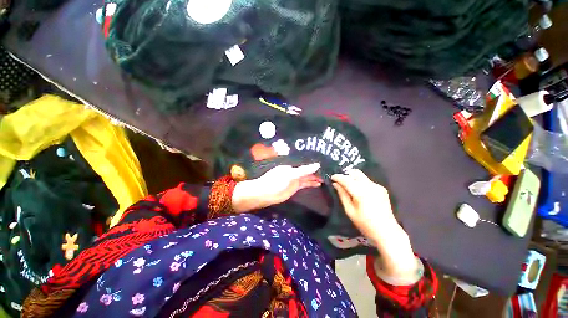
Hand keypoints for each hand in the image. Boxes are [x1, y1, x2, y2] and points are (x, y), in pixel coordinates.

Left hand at [232, 163, 321, 212]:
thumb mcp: (290, 174)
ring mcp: (295, 179)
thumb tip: (317, 165)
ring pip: (307, 177)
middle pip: (307, 170)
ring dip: (315, 177)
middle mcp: (294, 171)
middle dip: (316, 171)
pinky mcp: (295, 187)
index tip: (325, 163)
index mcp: (292, 165)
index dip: (314, 163)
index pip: (305, 163)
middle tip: (328, 171)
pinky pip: (305, 184)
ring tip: (326, 178)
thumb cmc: (276, 181)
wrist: (265, 194)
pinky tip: (318, 183)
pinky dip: (311, 183)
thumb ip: (304, 170)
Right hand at [331, 169, 398, 243]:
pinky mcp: (382, 189)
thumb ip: (342, 195)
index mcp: (360, 192)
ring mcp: (377, 186)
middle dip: (346, 174)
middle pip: (355, 172)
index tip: (332, 177)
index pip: (346, 179)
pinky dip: (360, 183)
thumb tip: (335, 184)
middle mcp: (369, 186)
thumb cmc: (365, 224)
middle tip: (340, 181)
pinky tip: (359, 192)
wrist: (387, 231)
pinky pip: (367, 181)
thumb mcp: (349, 210)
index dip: (338, 177)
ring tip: (348, 187)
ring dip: (353, 178)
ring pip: (361, 176)